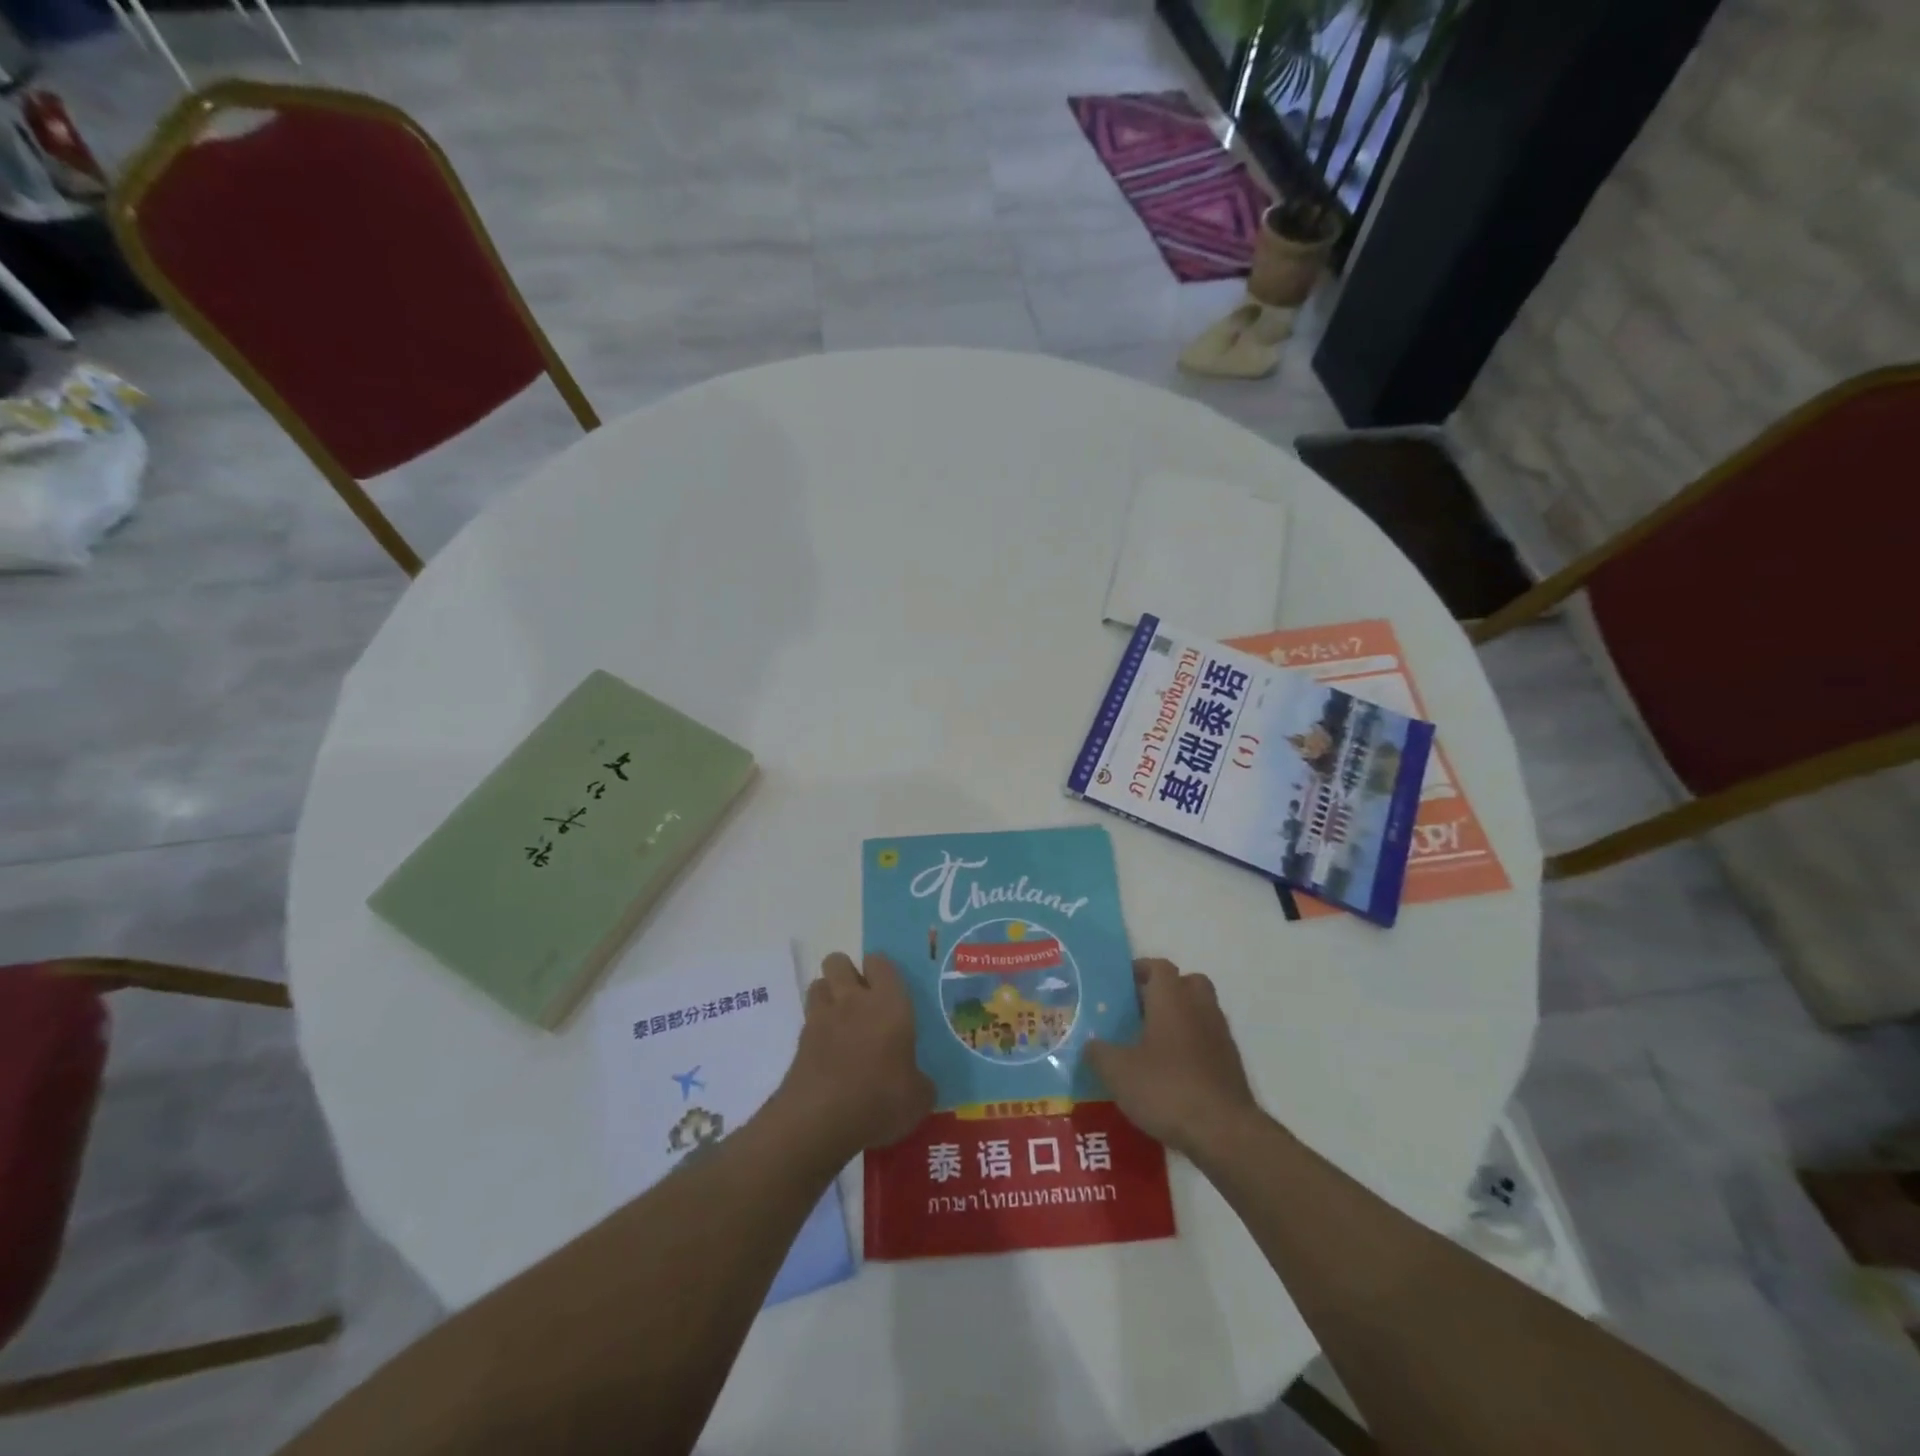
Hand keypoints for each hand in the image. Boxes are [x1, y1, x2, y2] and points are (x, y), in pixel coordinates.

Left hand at [772, 953, 933, 1170]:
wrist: (820, 1121)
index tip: (887, 989)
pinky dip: (815, 1028)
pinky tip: (827, 1052)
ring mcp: (821, 1018)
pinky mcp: (799, 1041)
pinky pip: (808, 1019)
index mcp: (889, 1003)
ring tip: (840, 1021)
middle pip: (838, 961)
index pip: (880, 962)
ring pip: (818, 984)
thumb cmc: (880, 1100)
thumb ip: (920, 1081)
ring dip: (827, 995)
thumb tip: (919, 1082)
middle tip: (860, 1000)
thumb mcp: (918, 1098)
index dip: (880, 970)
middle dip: (846, 973)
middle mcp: (853, 1000)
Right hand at [1087, 958, 1259, 1160]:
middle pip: (1185, 983)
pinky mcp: (1231, 1065)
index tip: (1119, 985)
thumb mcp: (1117, 1071)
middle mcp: (1200, 1008)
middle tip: (1138, 1010)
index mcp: (1172, 998)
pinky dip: (1191, 1048)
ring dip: (1179, 1020)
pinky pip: (1207, 1041)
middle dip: (1164, 992)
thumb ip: (1098, 1052)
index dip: (1139, 970)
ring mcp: (1220, 1036)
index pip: (1158, 966)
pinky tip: (1171, 1073)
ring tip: (1151, 1044)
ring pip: (1199, 1012)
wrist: (1224, 1132)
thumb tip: (1091, 1044)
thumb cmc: (1166, 1088)